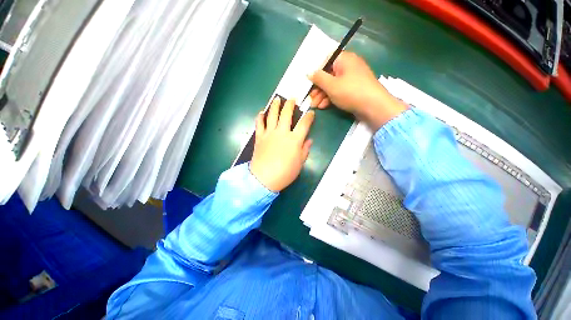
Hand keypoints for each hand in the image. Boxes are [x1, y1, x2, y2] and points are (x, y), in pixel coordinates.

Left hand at [250, 97, 314, 191]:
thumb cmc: (285, 172)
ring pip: (272, 115)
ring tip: (277, 99)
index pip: (304, 124)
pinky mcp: (259, 137)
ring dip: (275, 106)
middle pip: (286, 114)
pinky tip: (261, 113)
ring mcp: (269, 134)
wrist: (264, 178)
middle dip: (290, 104)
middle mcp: (282, 133)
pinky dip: (260, 117)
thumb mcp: (299, 163)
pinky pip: (259, 124)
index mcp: (294, 140)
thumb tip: (309, 140)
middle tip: (292, 98)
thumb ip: (305, 150)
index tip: (310, 113)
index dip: (308, 117)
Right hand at [308, 51, 406, 130]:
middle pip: (328, 75)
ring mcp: (351, 79)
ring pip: (333, 85)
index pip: (325, 61)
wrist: (373, 106)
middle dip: (317, 88)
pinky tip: (323, 106)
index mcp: (344, 59)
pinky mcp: (353, 89)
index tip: (308, 82)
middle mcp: (348, 66)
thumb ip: (318, 78)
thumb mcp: (331, 85)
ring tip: (315, 105)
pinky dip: (331, 98)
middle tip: (310, 98)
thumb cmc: (351, 92)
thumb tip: (309, 72)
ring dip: (322, 95)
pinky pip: (339, 91)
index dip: (315, 72)